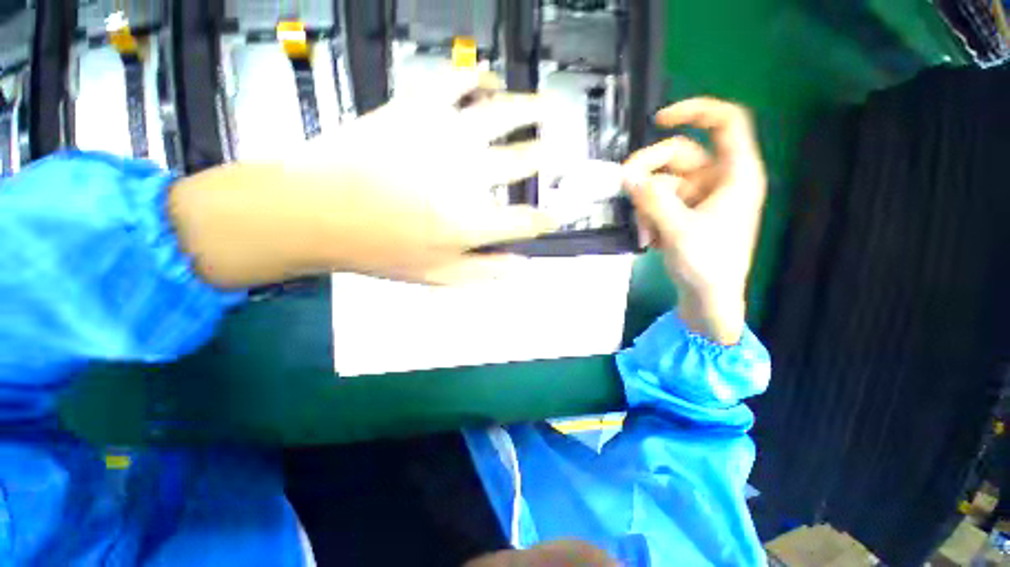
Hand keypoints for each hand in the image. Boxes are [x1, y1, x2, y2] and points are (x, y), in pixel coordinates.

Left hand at [170, 72, 554, 287]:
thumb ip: (485, 272)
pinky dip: (479, 78)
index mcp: (475, 220)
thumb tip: (522, 266)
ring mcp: (446, 135)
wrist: (315, 211)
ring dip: (532, 110)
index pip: (531, 219)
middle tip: (563, 151)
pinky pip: (458, 80)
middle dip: (553, 156)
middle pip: (528, 159)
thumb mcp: (437, 276)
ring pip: (505, 112)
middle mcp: (470, 175)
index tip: (559, 213)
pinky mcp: (417, 106)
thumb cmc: (378, 249)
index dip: (550, 216)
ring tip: (545, 109)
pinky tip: (487, 82)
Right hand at [623, 98, 765, 343]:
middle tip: (624, 188)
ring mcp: (698, 197)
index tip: (658, 120)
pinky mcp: (683, 212)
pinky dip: (647, 217)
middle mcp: (717, 179)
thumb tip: (626, 177)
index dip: (695, 111)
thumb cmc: (708, 266)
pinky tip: (648, 239)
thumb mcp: (678, 230)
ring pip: (661, 183)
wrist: (708, 299)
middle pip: (678, 155)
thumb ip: (652, 200)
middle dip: (648, 173)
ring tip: (643, 234)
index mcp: (735, 175)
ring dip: (645, 206)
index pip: (725, 123)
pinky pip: (658, 202)